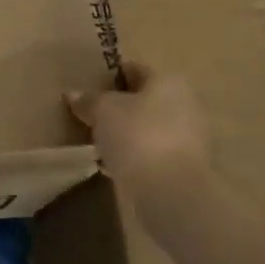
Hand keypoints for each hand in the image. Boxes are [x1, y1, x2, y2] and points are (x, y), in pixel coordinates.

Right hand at [66, 63, 209, 188]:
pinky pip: (154, 155)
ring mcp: (190, 140)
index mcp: (169, 81)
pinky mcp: (187, 170)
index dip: (111, 76)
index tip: (90, 87)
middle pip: (145, 100)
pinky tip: (114, 167)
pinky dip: (136, 158)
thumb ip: (88, 100)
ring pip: (150, 129)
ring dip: (128, 135)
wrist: (171, 194)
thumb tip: (73, 94)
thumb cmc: (137, 136)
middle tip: (92, 116)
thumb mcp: (102, 111)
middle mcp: (186, 105)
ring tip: (100, 144)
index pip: (135, 69)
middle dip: (121, 108)